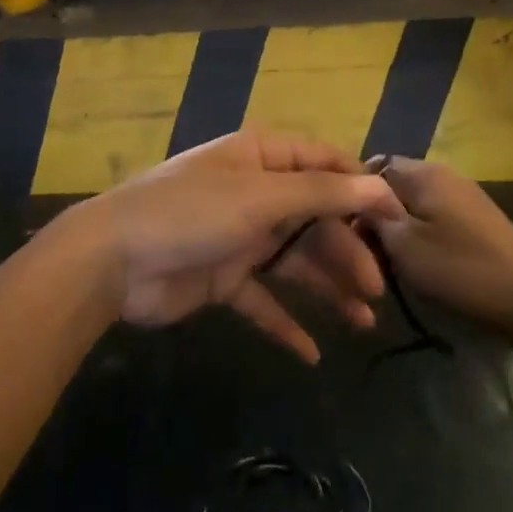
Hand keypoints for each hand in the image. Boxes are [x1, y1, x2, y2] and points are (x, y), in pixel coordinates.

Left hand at [51, 131, 402, 363]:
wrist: (114, 260)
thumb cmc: (191, 212)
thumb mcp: (260, 196)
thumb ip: (322, 193)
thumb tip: (381, 185)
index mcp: (262, 158)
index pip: (325, 164)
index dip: (363, 188)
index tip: (399, 221)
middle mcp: (255, 193)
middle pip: (315, 218)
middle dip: (347, 250)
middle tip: (376, 288)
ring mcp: (239, 237)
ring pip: (295, 261)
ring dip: (327, 288)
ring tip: (362, 321)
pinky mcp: (223, 279)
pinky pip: (264, 300)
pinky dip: (286, 323)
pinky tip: (312, 352)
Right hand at [368, 157, 512, 328]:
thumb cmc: (461, 268)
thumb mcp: (404, 245)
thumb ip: (373, 217)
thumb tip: (356, 201)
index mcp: (423, 172)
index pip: (371, 167)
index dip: (353, 196)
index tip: (345, 230)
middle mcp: (443, 174)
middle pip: (392, 186)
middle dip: (376, 217)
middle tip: (366, 254)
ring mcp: (462, 196)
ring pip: (412, 205)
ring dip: (398, 231)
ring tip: (390, 264)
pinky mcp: (476, 220)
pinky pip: (433, 219)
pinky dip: (421, 238)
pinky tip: (420, 266)